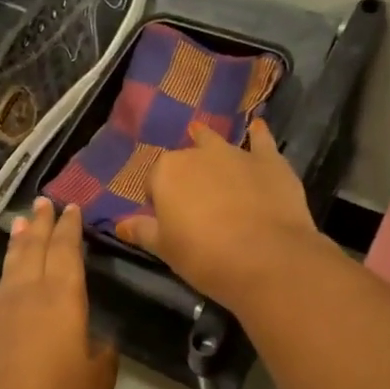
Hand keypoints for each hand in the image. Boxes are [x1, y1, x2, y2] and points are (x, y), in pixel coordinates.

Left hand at [0, 197, 118, 388]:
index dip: (70, 228)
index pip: (67, 252)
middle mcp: (29, 294)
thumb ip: (104, 355)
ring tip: (21, 222)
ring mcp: (0, 310)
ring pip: (11, 265)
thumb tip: (102, 340)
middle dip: (42, 223)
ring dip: (17, 242)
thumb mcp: (97, 381)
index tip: (71, 208)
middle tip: (44, 202)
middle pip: (36, 248)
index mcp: (63, 299)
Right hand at [115, 120, 324, 306]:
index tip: (168, 220)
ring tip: (207, 145)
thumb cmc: (204, 256)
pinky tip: (257, 128)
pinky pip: (261, 141)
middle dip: (185, 175)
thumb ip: (142, 231)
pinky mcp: (269, 161)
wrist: (266, 259)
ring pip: (217, 144)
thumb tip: (120, 224)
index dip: (160, 200)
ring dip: (211, 146)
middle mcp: (198, 154)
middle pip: (185, 160)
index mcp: (166, 173)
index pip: (154, 182)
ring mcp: (235, 154)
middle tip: (192, 201)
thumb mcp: (165, 249)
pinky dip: (257, 135)